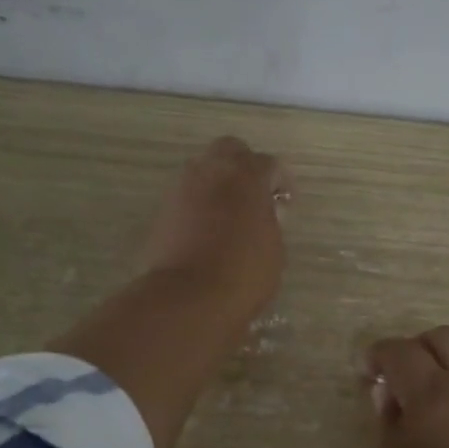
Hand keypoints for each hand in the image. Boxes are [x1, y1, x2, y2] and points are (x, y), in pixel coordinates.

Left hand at [136, 136, 289, 321]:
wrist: (188, 297)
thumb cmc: (244, 272)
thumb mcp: (273, 246)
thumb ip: (268, 218)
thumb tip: (260, 212)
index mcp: (246, 175)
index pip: (269, 164)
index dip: (281, 181)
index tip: (286, 203)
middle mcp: (212, 171)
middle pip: (230, 150)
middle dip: (244, 166)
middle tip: (255, 194)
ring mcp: (182, 188)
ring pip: (203, 169)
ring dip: (218, 183)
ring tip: (229, 212)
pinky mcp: (163, 210)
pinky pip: (186, 195)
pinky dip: (199, 204)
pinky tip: (207, 228)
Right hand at [364, 325, 448, 447]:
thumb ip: (385, 417)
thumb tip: (387, 391)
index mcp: (430, 393)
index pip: (400, 351)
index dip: (377, 355)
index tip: (366, 371)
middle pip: (443, 337)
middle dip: (415, 346)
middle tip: (398, 375)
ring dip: (443, 357)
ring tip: (426, 388)